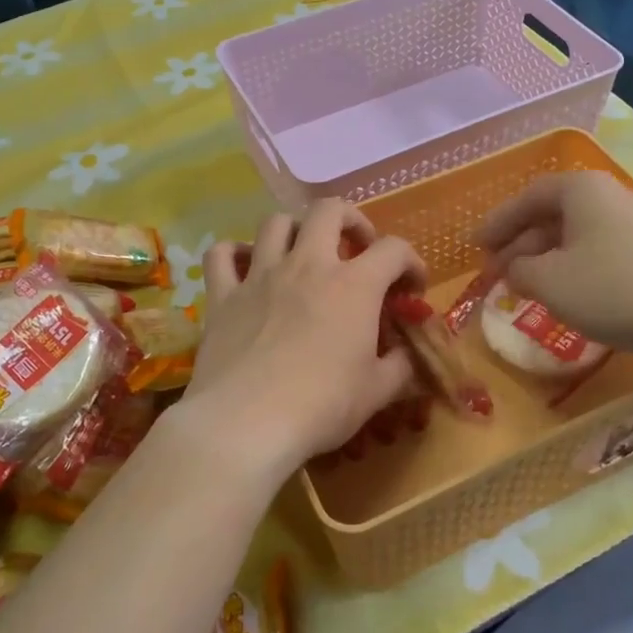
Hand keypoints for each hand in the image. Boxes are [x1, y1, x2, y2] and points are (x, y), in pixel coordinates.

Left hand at [180, 200, 425, 478]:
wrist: (247, 422)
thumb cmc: (322, 406)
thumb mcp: (377, 392)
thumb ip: (399, 366)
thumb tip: (407, 356)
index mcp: (353, 285)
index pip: (394, 250)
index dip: (411, 262)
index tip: (411, 288)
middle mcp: (307, 265)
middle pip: (329, 211)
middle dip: (351, 220)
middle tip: (357, 247)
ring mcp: (260, 276)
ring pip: (275, 223)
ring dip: (294, 229)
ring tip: (302, 253)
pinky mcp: (223, 295)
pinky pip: (221, 255)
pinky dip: (233, 253)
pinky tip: (244, 265)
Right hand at [478, 172, 632, 355]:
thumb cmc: (612, 288)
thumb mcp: (549, 282)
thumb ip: (518, 270)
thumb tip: (513, 268)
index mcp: (581, 190)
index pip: (527, 197)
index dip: (497, 222)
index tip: (476, 246)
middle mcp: (609, 196)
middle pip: (552, 215)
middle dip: (520, 244)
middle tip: (496, 272)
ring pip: (577, 234)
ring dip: (546, 258)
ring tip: (527, 286)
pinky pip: (600, 249)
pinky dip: (574, 266)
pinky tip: (569, 293)